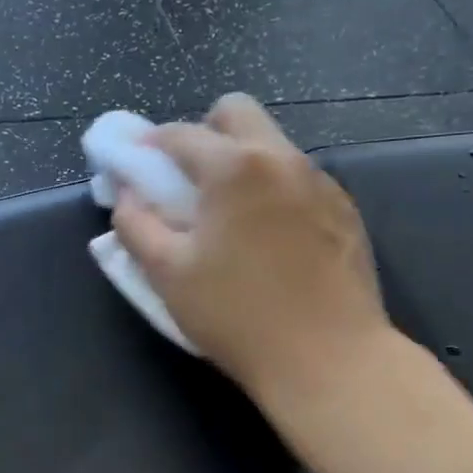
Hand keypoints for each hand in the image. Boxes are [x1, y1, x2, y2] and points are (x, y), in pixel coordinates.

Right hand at [113, 93, 395, 406]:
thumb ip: (135, 224)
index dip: (148, 145)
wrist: (330, 360)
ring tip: (227, 214)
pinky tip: (267, 237)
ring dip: (240, 160)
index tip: (134, 167)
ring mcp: (321, 181)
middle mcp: (282, 158)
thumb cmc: (236, 315)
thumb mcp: (166, 273)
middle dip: (203, 132)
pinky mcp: (345, 209)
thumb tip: (127, 194)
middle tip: (186, 179)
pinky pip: (297, 177)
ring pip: (271, 144)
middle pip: (236, 112)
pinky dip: (271, 188)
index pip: (179, 134)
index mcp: (234, 168)